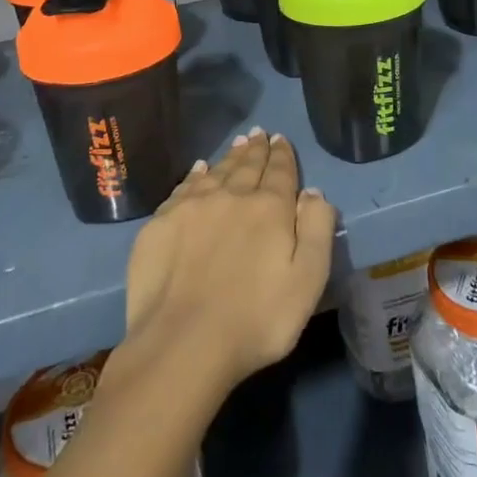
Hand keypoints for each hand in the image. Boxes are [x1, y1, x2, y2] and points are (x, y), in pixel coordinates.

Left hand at [110, 129, 336, 409]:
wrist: (183, 343)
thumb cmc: (256, 319)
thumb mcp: (307, 280)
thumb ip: (316, 230)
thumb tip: (314, 191)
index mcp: (269, 208)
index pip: (280, 171)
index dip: (282, 154)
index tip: (280, 138)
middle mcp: (230, 196)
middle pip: (246, 165)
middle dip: (255, 149)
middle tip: (258, 133)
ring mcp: (191, 207)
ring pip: (215, 171)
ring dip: (229, 157)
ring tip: (237, 144)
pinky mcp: (160, 223)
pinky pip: (183, 187)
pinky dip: (195, 175)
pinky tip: (198, 170)